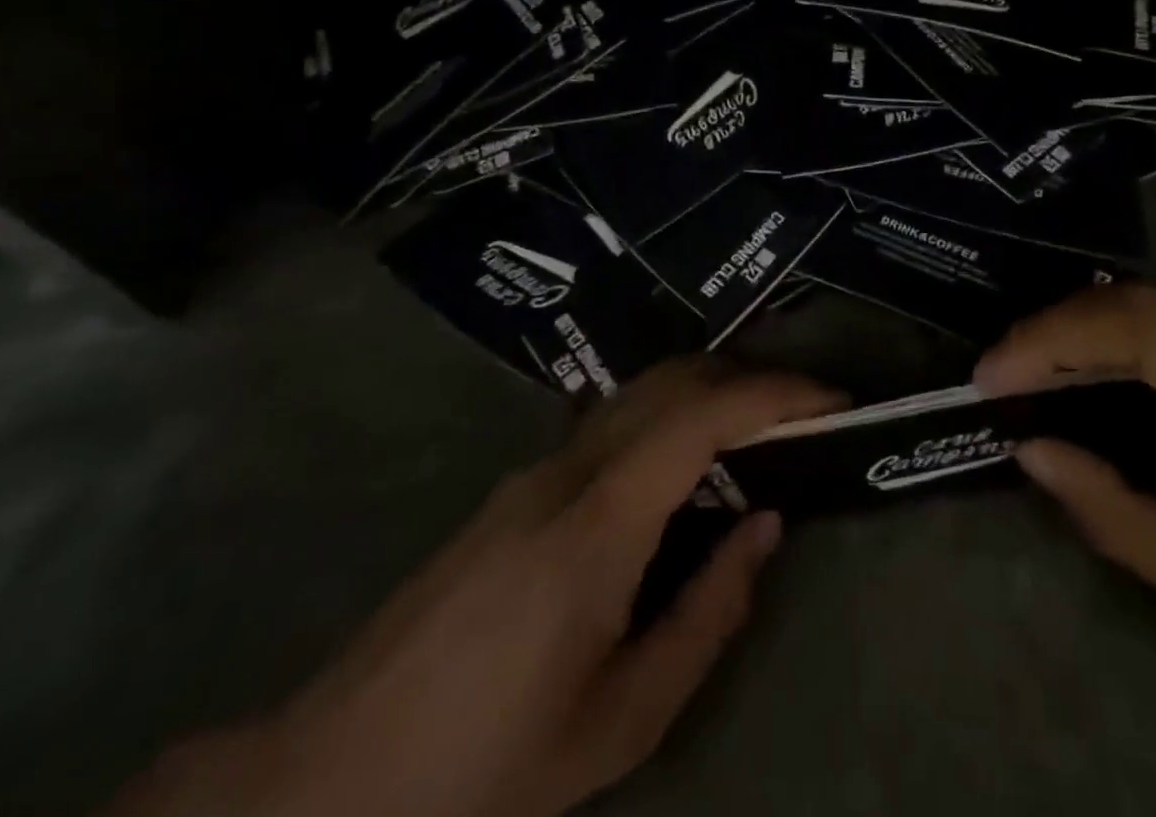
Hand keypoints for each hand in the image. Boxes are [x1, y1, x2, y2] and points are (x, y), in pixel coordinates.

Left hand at [110, 360, 840, 816]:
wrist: (325, 786)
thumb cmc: (485, 770)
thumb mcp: (622, 720)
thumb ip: (707, 613)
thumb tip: (763, 526)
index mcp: (598, 523)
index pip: (700, 417)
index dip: (773, 394)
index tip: (830, 398)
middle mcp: (566, 471)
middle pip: (669, 381)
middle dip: (746, 380)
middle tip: (803, 412)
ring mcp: (532, 472)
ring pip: (637, 397)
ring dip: (705, 396)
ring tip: (755, 441)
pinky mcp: (514, 489)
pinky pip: (609, 428)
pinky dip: (666, 424)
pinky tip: (680, 481)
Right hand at [976, 284, 1155, 690]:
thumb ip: (1126, 522)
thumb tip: (1036, 454)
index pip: (1134, 326)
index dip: (1049, 339)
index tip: (989, 376)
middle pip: (1132, 302)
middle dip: (1050, 331)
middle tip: (999, 377)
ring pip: (1151, 304)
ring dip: (1082, 331)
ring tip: (1034, 377)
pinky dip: (1120, 337)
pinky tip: (1103, 376)